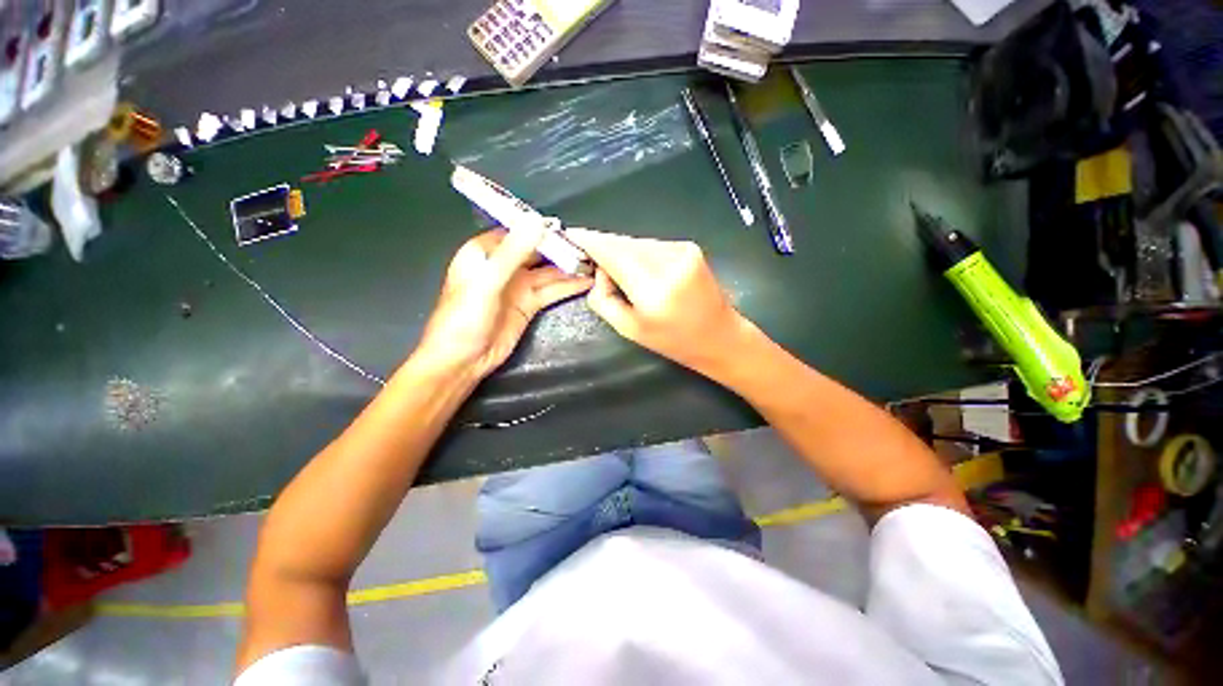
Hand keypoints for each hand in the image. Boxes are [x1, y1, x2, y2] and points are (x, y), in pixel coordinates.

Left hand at [414, 226, 593, 378]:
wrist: (462, 361)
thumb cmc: (463, 319)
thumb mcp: (487, 282)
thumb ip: (512, 253)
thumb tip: (535, 223)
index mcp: (485, 252)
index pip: (518, 231)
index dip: (541, 228)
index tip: (567, 228)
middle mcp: (503, 266)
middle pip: (537, 252)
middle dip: (561, 249)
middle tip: (588, 247)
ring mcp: (517, 286)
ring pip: (548, 272)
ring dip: (569, 269)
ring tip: (593, 264)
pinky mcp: (528, 305)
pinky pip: (551, 291)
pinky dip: (568, 287)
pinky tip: (585, 282)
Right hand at [565, 228, 747, 372]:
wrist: (719, 336)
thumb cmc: (673, 341)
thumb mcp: (629, 329)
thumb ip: (603, 299)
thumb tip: (598, 272)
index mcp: (653, 288)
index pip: (612, 251)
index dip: (589, 241)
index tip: (570, 236)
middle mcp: (668, 262)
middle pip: (623, 243)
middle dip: (603, 248)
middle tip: (590, 260)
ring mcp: (682, 250)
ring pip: (636, 242)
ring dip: (622, 251)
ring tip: (617, 271)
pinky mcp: (689, 247)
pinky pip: (652, 245)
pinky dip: (639, 253)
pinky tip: (640, 270)